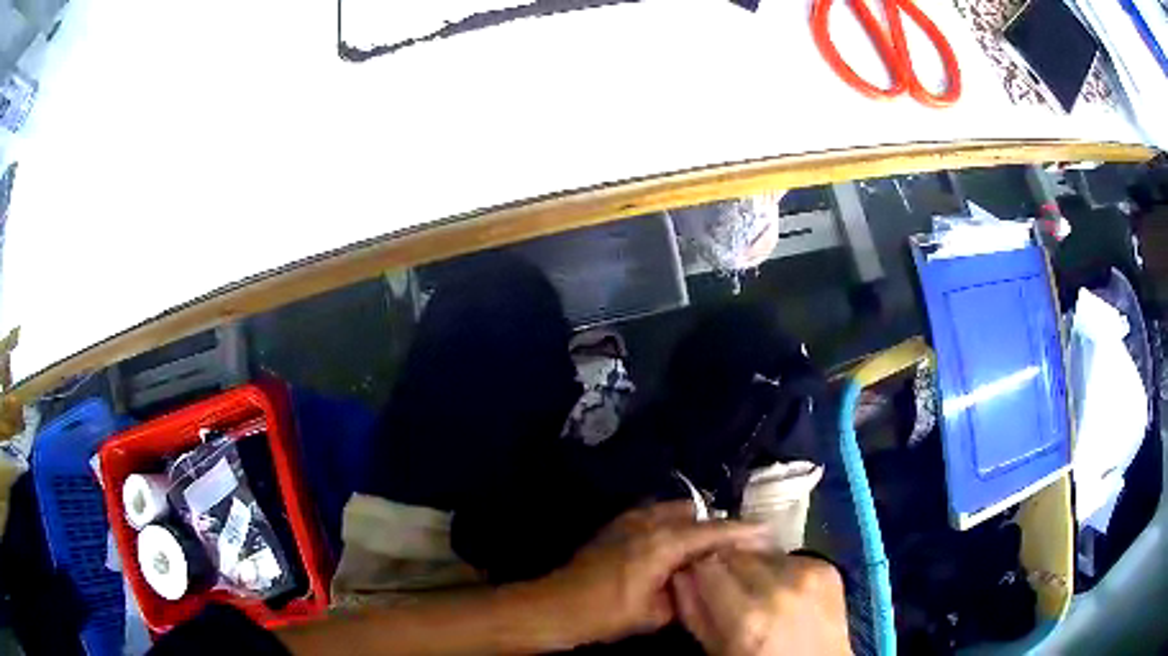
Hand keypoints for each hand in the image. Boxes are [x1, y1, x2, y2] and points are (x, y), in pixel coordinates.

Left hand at [530, 501, 768, 646]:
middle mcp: (649, 522)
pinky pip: (653, 517)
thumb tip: (698, 580)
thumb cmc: (607, 613)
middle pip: (694, 514)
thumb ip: (685, 592)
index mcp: (664, 543)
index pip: (713, 531)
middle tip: (731, 548)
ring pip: (673, 512)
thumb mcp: (654, 613)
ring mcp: (629, 520)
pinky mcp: (615, 525)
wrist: (556, 606)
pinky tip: (672, 548)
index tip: (766, 531)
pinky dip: (670, 526)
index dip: (742, 531)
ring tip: (703, 548)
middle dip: (715, 527)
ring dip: (692, 525)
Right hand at [671, 552, 849, 655]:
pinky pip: (789, 555)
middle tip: (728, 586)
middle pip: (735, 552)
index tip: (698, 578)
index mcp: (747, 616)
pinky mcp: (827, 567)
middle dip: (725, 565)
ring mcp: (808, 573)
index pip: (706, 564)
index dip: (699, 570)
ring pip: (761, 550)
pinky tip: (783, 589)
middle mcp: (779, 588)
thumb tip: (680, 574)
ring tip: (757, 590)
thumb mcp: (717, 650)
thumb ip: (694, 612)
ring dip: (754, 565)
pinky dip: (780, 568)